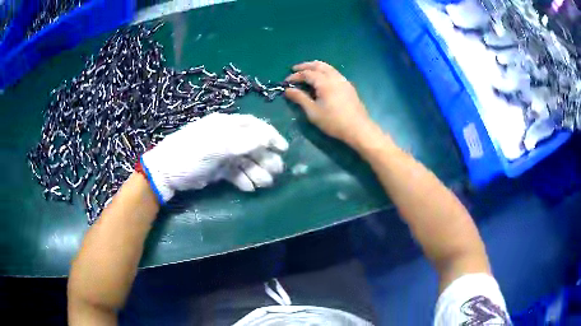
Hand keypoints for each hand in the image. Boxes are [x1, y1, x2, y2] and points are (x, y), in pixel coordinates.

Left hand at [141, 113, 288, 203]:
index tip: (283, 149)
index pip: (253, 126)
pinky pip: (235, 173)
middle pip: (252, 145)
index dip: (270, 136)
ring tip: (265, 183)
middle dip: (266, 158)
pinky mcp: (218, 169)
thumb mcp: (215, 146)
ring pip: (245, 161)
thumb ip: (242, 142)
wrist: (166, 173)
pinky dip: (243, 180)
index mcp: (225, 125)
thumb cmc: (189, 154)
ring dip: (257, 171)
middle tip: (277, 171)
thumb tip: (267, 138)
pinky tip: (249, 188)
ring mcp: (222, 154)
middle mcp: (226, 137)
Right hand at [285, 61, 377, 145]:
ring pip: (328, 67)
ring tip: (307, 71)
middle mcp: (334, 77)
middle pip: (318, 65)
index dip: (295, 76)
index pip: (307, 73)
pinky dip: (325, 71)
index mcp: (324, 82)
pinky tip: (322, 79)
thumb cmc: (333, 121)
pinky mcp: (349, 86)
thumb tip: (287, 90)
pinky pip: (334, 73)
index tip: (286, 81)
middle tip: (295, 69)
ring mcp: (343, 81)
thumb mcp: (313, 112)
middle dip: (306, 66)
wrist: (358, 128)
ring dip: (316, 67)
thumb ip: (300, 98)